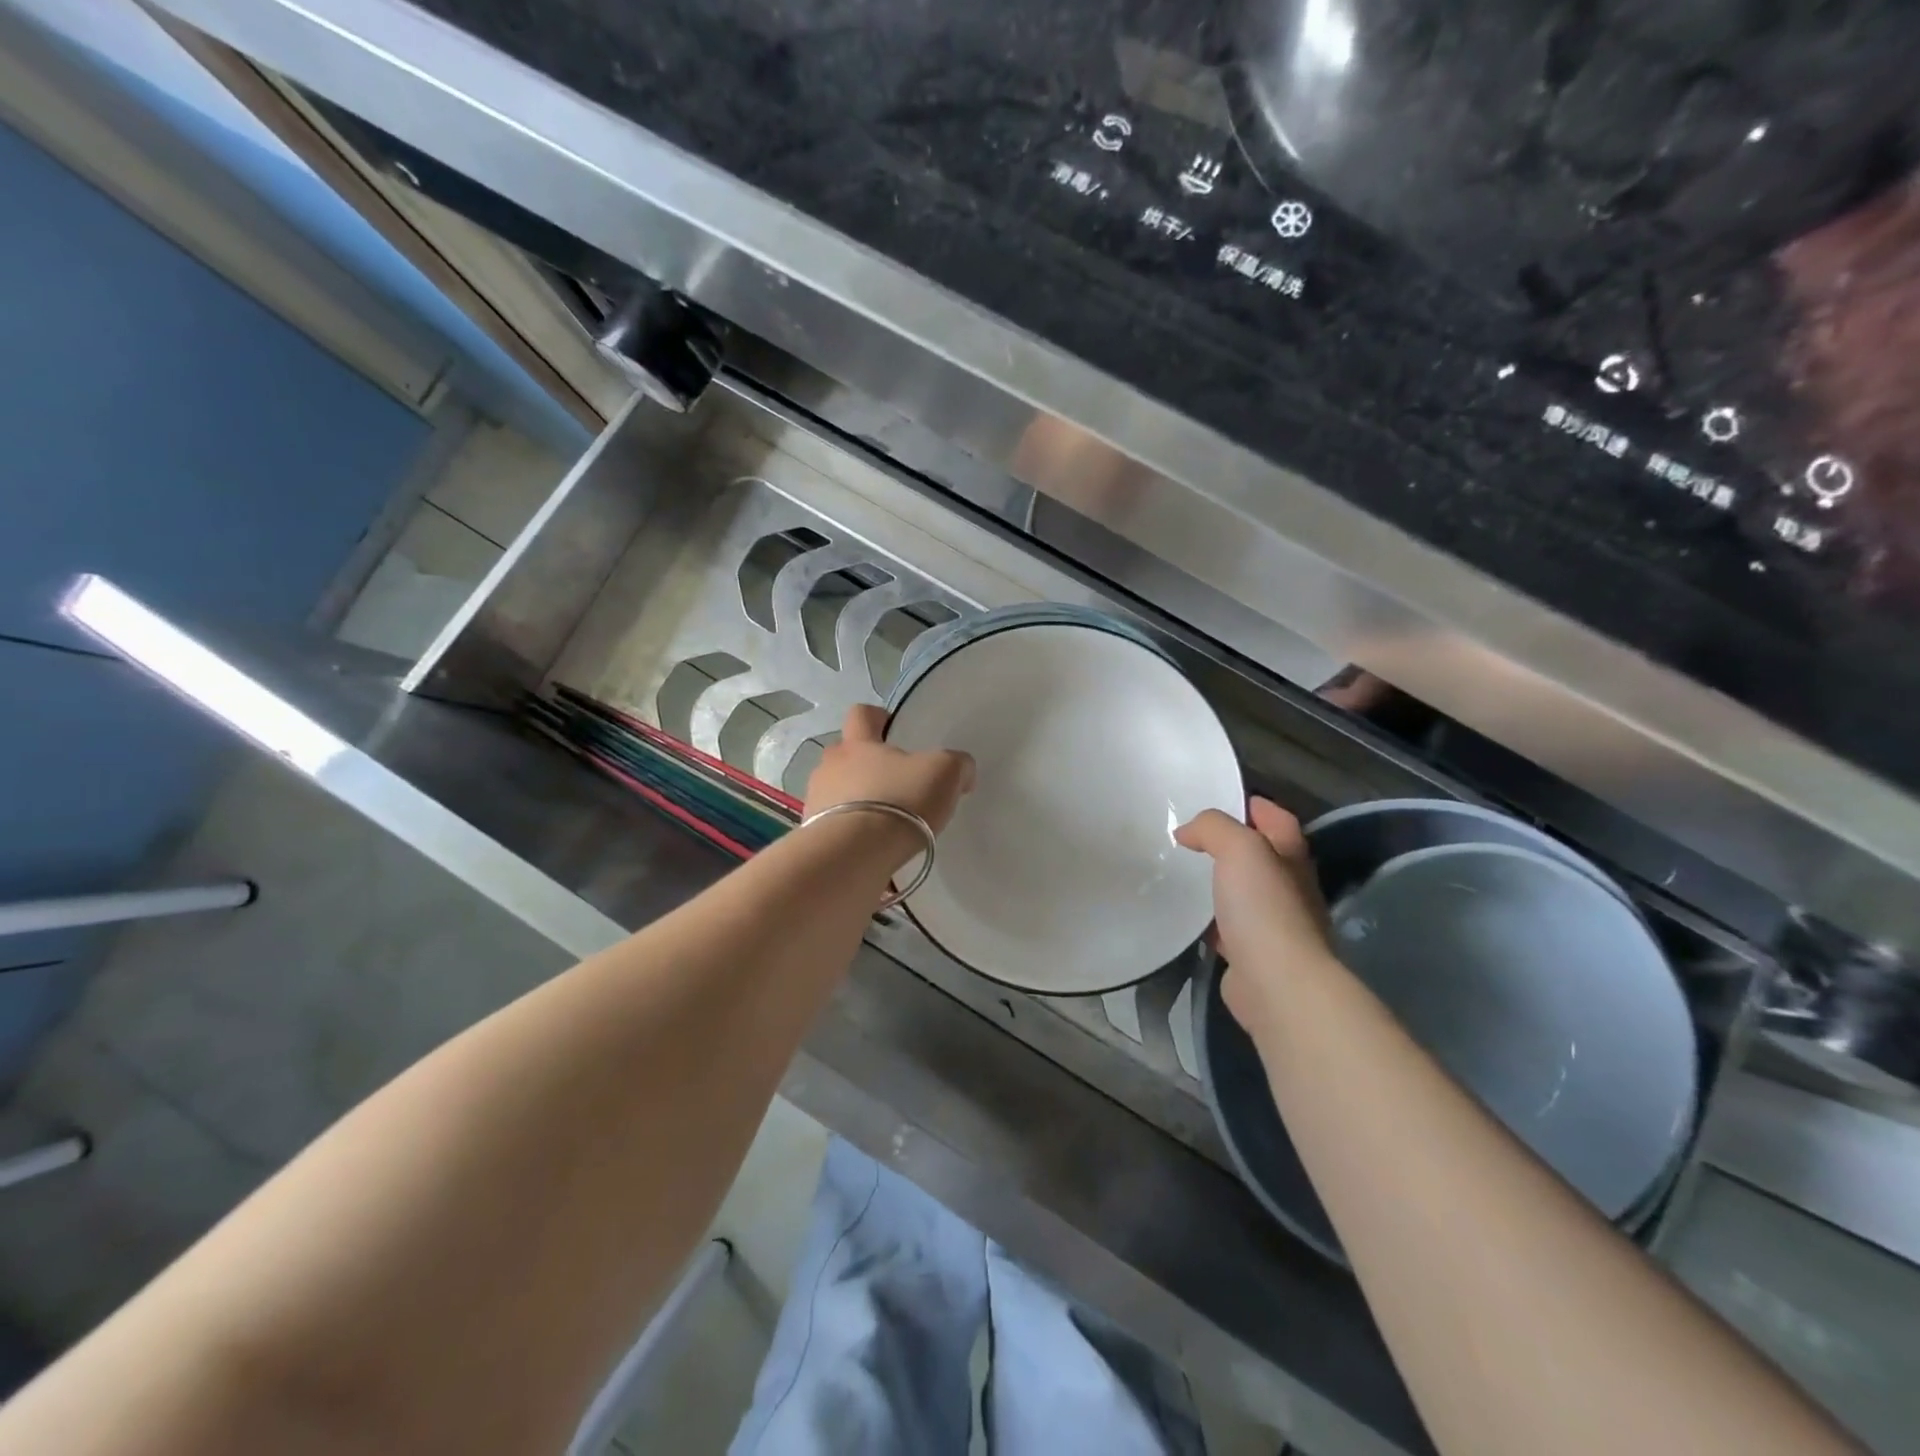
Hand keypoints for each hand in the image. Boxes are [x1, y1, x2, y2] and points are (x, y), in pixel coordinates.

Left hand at [804, 705, 975, 833]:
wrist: (854, 854)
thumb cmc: (899, 801)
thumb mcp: (944, 774)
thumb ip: (956, 764)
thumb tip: (962, 770)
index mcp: (858, 743)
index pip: (861, 714)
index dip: (877, 717)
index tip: (892, 729)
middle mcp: (829, 766)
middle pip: (845, 755)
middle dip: (866, 766)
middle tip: (894, 783)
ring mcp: (815, 801)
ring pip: (836, 791)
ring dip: (855, 800)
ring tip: (882, 822)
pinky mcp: (813, 835)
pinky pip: (832, 826)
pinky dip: (849, 832)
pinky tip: (870, 848)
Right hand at [1176, 798, 1335, 1035]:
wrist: (1277, 983)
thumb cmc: (1264, 908)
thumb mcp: (1240, 848)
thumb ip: (1214, 828)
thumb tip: (1187, 832)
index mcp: (1291, 858)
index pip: (1279, 820)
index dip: (1256, 806)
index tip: (1222, 800)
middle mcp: (1290, 889)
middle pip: (1262, 857)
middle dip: (1233, 845)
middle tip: (1193, 837)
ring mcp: (1274, 925)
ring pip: (1244, 894)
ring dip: (1220, 884)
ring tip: (1184, 873)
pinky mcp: (1252, 955)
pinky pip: (1229, 928)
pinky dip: (1211, 921)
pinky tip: (1189, 918)